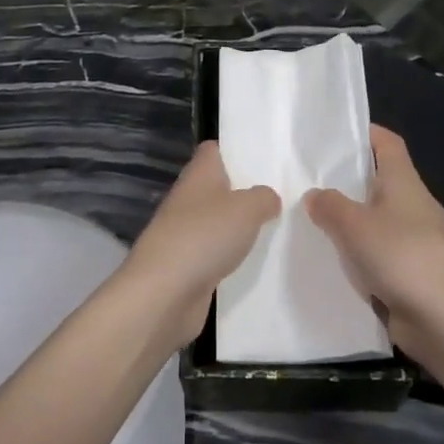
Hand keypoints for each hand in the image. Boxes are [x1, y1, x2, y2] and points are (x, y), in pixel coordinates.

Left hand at [122, 142, 280, 349]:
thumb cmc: (204, 236)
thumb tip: (269, 198)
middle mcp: (189, 198)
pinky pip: (214, 253)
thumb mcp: (247, 209)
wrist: (164, 293)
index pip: (213, 150)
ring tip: (275, 229)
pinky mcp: (186, 265)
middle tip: (280, 196)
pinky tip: (255, 263)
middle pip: (217, 186)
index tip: (262, 159)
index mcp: (199, 174)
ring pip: (217, 221)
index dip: (234, 150)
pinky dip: (230, 256)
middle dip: (244, 191)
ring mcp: (185, 233)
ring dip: (238, 227)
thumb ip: (264, 198)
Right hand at [305, 125, 443, 352]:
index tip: (333, 134)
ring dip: (350, 223)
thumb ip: (329, 206)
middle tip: (307, 180)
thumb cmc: (402, 257)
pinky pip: (379, 257)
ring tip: (310, 222)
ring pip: (376, 222)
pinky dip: (358, 257)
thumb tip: (315, 195)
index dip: (365, 133)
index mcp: (404, 182)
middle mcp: (412, 206)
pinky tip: (332, 264)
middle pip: (378, 182)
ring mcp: (416, 242)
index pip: (387, 143)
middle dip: (347, 181)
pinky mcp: (413, 275)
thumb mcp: (354, 225)